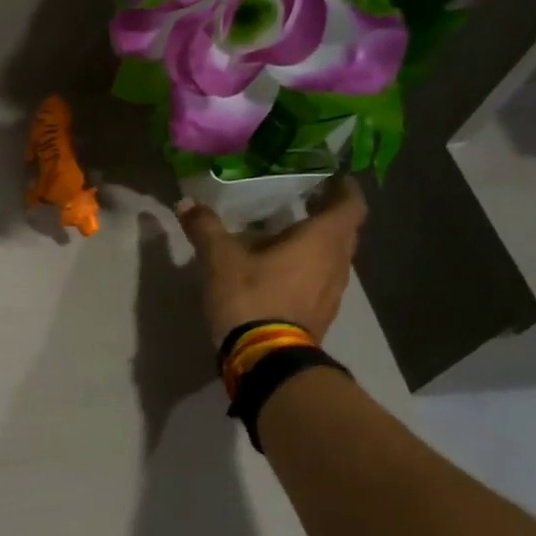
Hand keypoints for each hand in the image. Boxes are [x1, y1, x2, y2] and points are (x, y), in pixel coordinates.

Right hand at [177, 177, 366, 346]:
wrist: (266, 358)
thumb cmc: (251, 297)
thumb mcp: (219, 258)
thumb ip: (205, 228)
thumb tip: (186, 202)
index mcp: (322, 240)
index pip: (349, 205)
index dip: (343, 189)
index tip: (330, 178)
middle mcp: (337, 262)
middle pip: (344, 231)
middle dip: (326, 215)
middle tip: (302, 203)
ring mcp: (333, 292)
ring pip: (333, 258)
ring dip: (316, 245)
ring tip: (286, 237)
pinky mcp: (321, 314)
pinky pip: (321, 281)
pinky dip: (307, 269)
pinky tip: (280, 272)